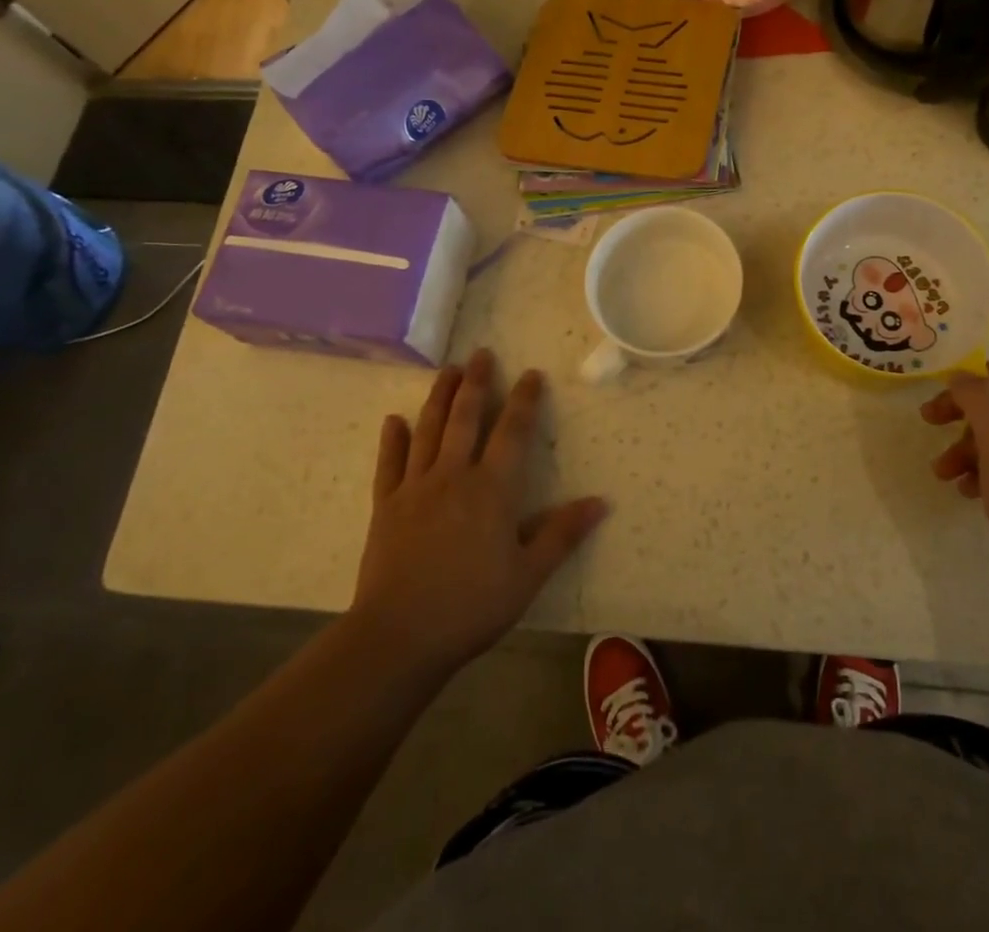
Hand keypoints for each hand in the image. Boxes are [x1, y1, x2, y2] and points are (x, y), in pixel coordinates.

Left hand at [353, 349, 607, 677]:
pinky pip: (390, 463)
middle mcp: (453, 476)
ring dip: (439, 397)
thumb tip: (601, 501)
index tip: (531, 374)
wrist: (400, 636)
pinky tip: (394, 419)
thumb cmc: (472, 606)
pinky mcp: (386, 506)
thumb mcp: (528, 575)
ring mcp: (416, 488)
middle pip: (465, 418)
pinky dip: (392, 439)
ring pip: (428, 430)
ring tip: (447, 370)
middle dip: (476, 383)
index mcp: (492, 489)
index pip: (513, 432)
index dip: (524, 400)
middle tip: (481, 353)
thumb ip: (562, 534)